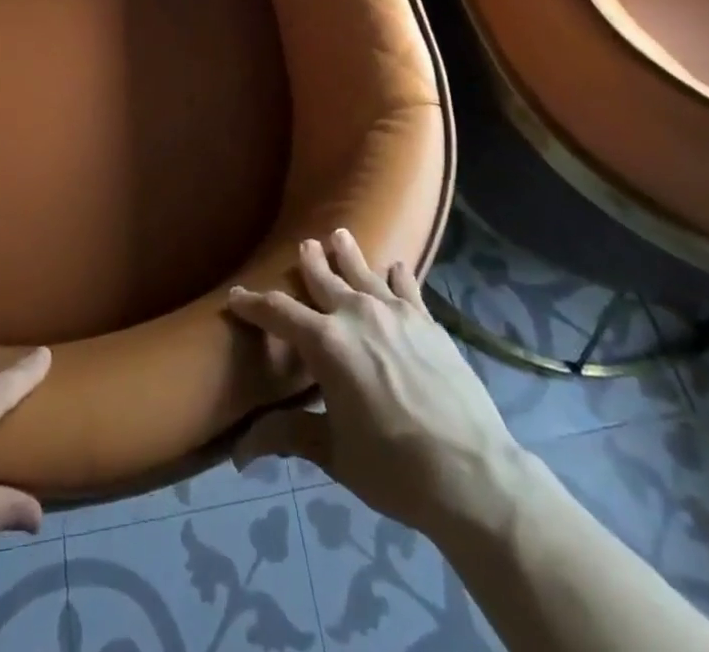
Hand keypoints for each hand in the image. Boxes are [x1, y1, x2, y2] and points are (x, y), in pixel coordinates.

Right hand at [227, 229, 526, 545]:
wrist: (471, 472)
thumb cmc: (393, 467)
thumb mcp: (333, 454)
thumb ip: (288, 435)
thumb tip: (239, 451)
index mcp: (326, 343)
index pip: (279, 312)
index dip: (254, 304)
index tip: (236, 296)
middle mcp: (356, 314)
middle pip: (324, 278)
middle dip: (310, 263)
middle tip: (303, 246)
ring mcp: (396, 313)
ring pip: (364, 272)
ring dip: (348, 254)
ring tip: (339, 236)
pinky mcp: (427, 321)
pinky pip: (406, 287)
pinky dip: (397, 275)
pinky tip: (396, 267)